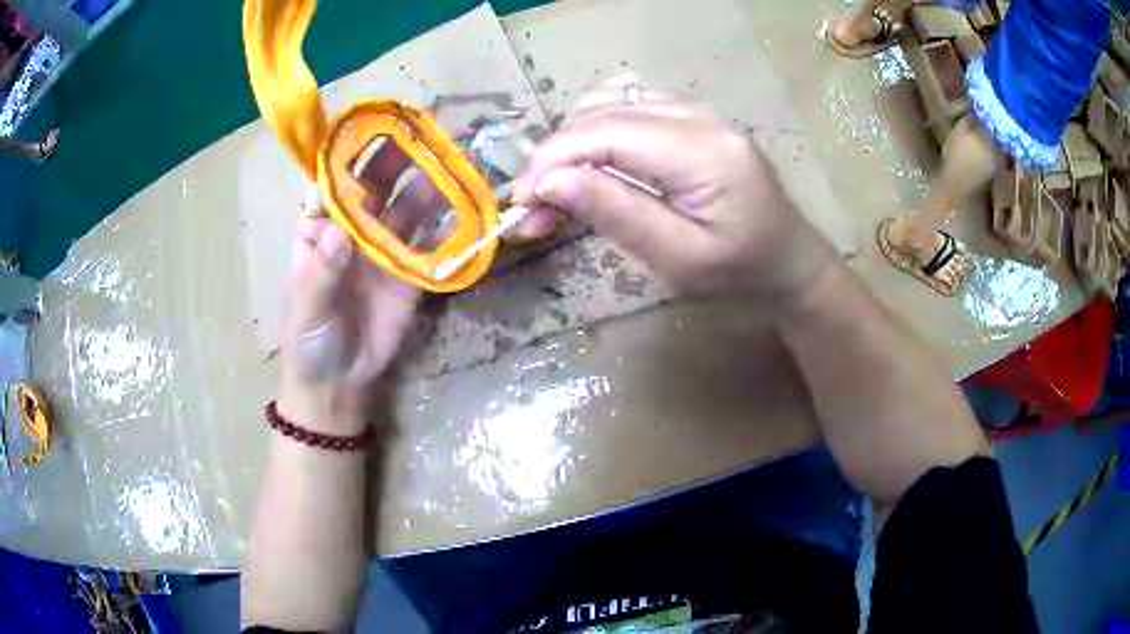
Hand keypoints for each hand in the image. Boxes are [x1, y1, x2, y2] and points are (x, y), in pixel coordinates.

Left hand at [279, 148, 432, 432]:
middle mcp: (353, 230)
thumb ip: (321, 271)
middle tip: (419, 133)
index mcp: (318, 229)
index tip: (366, 128)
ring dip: (425, 184)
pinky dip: (445, 225)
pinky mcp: (411, 272)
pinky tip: (462, 203)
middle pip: (373, 186)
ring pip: (405, 208)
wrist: (340, 382)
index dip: (346, 156)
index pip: (331, 184)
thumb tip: (340, 232)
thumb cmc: (310, 340)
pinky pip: (429, 243)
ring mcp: (384, 248)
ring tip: (448, 159)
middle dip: (393, 160)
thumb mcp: (307, 308)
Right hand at [512, 85, 836, 310]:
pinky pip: (626, 104)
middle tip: (535, 214)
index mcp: (702, 152)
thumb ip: (617, 215)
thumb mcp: (680, 261)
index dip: (550, 162)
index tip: (520, 205)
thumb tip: (551, 181)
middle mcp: (697, 115)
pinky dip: (594, 130)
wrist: (788, 261)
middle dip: (554, 160)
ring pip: (606, 104)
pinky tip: (591, 162)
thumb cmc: (741, 273)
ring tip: (560, 193)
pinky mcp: (690, 116)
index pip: (603, 133)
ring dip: (570, 144)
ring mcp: (695, 110)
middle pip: (599, 114)